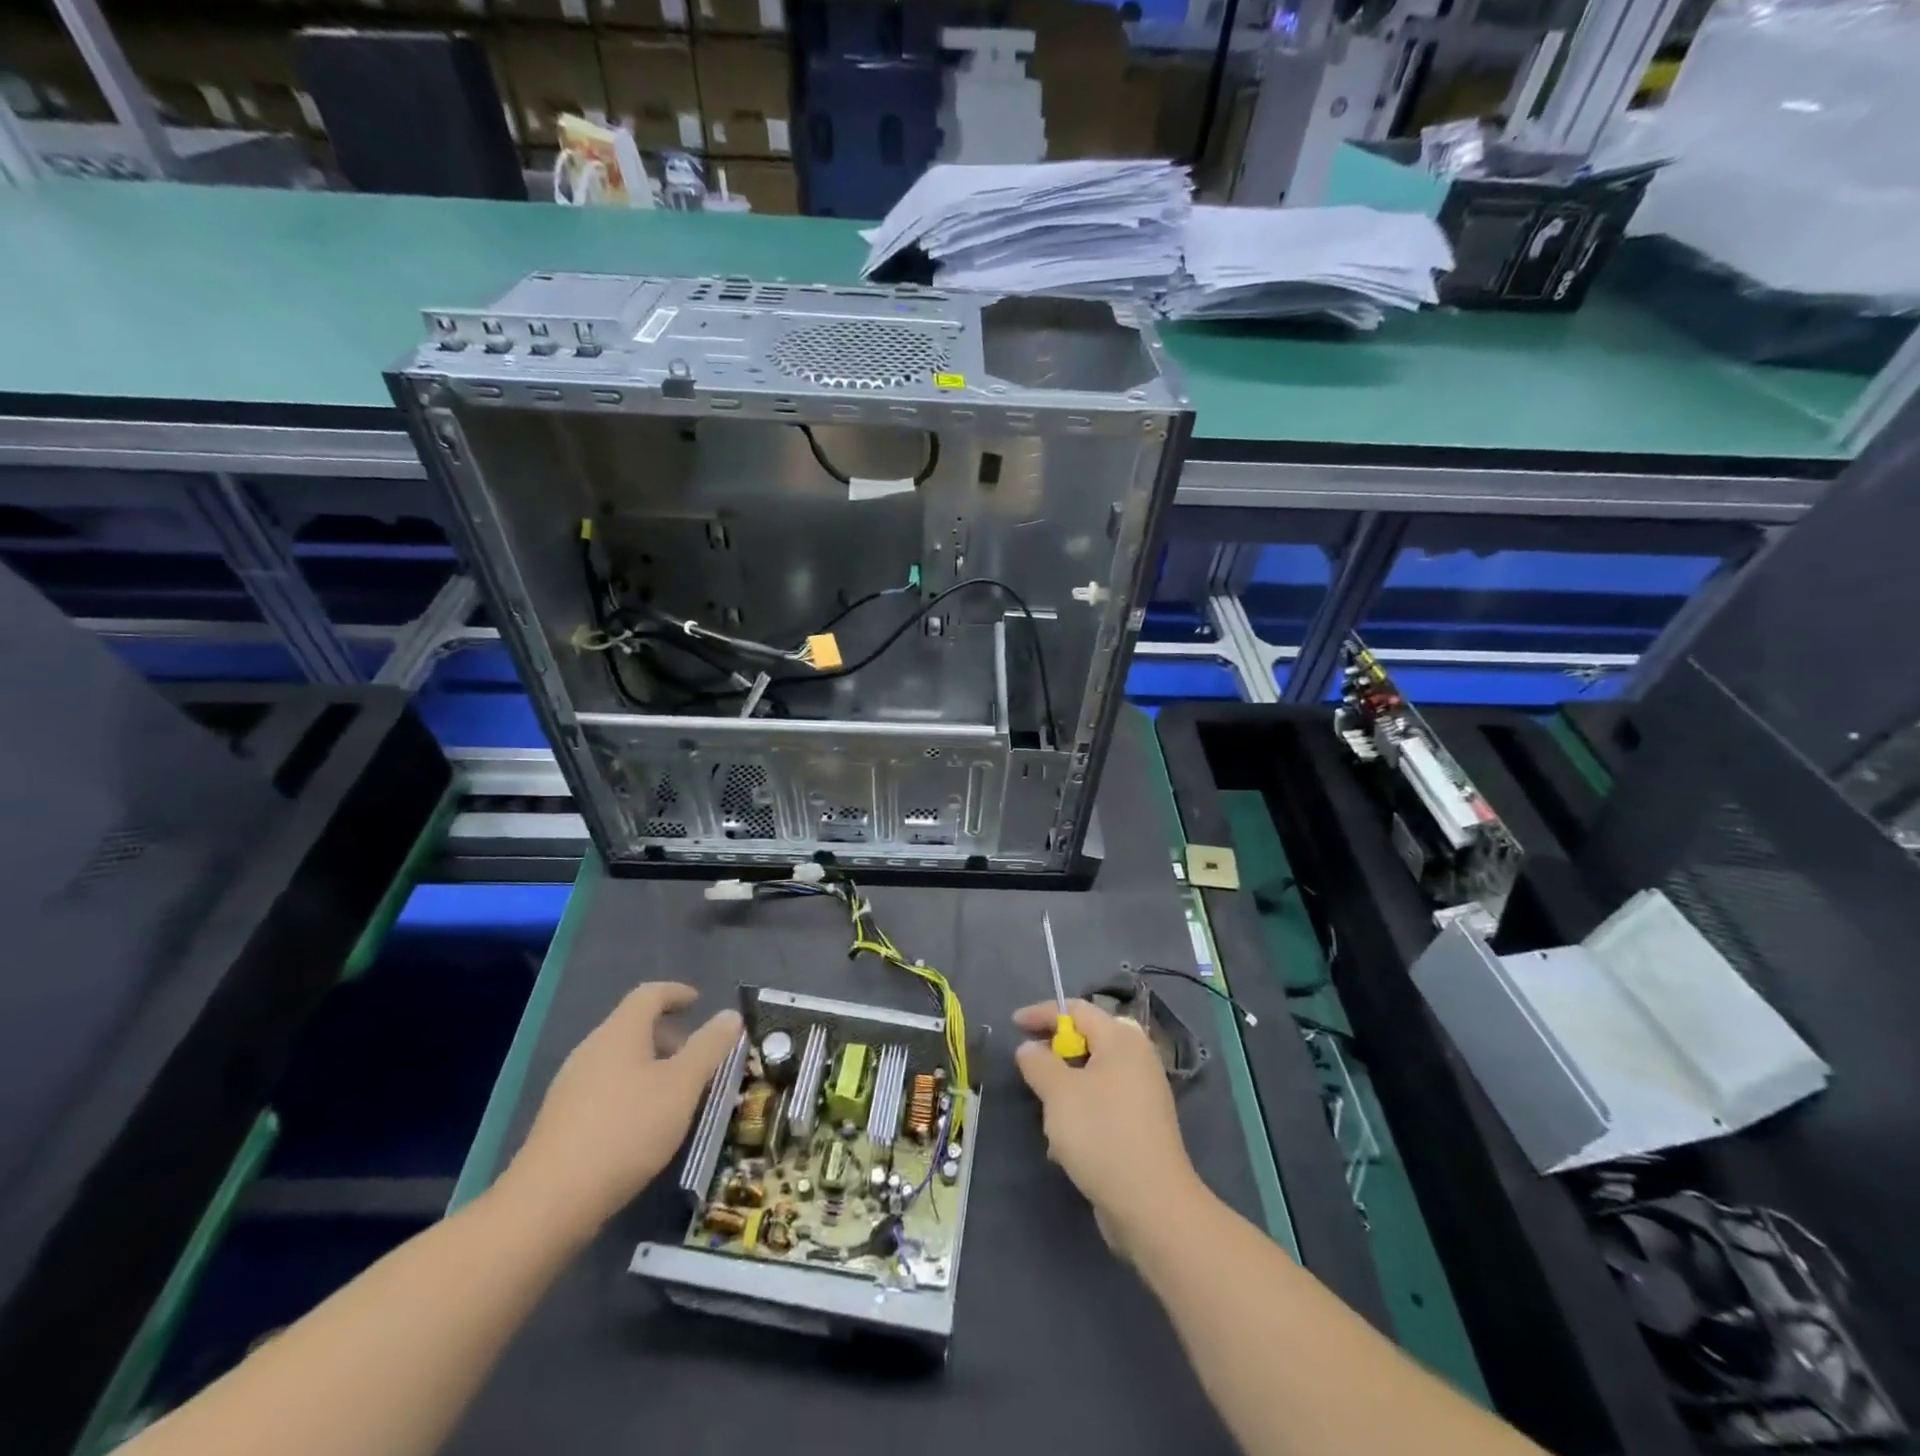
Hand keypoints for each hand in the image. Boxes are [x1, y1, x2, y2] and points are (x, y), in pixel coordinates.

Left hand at [500, 983, 741, 1244]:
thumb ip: (709, 1047)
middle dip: (668, 1035)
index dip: (676, 993)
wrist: (549, 1202)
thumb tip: (730, 1015)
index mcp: (619, 1033)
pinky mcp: (561, 1121)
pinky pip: (605, 1088)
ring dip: (651, 1066)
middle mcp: (591, 1050)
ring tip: (676, 1094)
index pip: (649, 994)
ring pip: (619, 1060)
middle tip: (697, 1056)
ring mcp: (571, 1086)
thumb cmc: (626, 1130)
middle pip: (632, 1026)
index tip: (698, 1001)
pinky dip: (631, 1091)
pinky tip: (643, 1125)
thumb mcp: (682, 1086)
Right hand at [1014, 999, 1203, 1258]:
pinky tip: (1065, 1145)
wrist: (1151, 1205)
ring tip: (1047, 1114)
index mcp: (1121, 1039)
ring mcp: (1143, 1093)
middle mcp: (1137, 1058)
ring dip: (1066, 1089)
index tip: (1014, 1025)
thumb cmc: (1102, 1134)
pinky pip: (1104, 1104)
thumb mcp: (1059, 1093)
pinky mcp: (1142, 1125)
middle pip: (1089, 1040)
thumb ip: (1039, 1062)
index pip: (1077, 1009)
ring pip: (1094, 1075)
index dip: (1043, 1014)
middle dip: (1057, 1053)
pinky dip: (1082, 1113)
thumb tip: (1030, 1047)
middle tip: (1032, 1065)